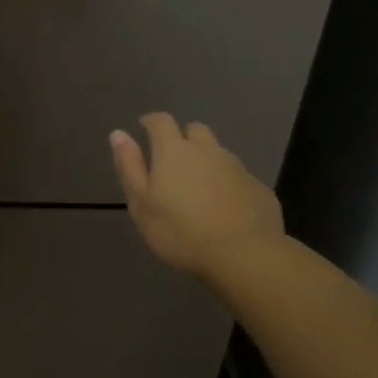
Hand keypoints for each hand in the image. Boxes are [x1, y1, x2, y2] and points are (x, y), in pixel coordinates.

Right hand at [110, 114, 283, 277]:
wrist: (244, 256)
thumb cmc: (180, 232)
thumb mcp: (141, 203)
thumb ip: (129, 166)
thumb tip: (118, 133)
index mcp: (174, 151)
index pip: (161, 121)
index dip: (151, 122)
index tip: (144, 129)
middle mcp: (207, 150)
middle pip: (195, 130)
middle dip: (183, 137)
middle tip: (174, 161)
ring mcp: (237, 168)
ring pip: (219, 153)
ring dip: (207, 161)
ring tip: (200, 188)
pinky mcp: (259, 188)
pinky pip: (239, 177)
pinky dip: (229, 184)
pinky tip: (226, 209)